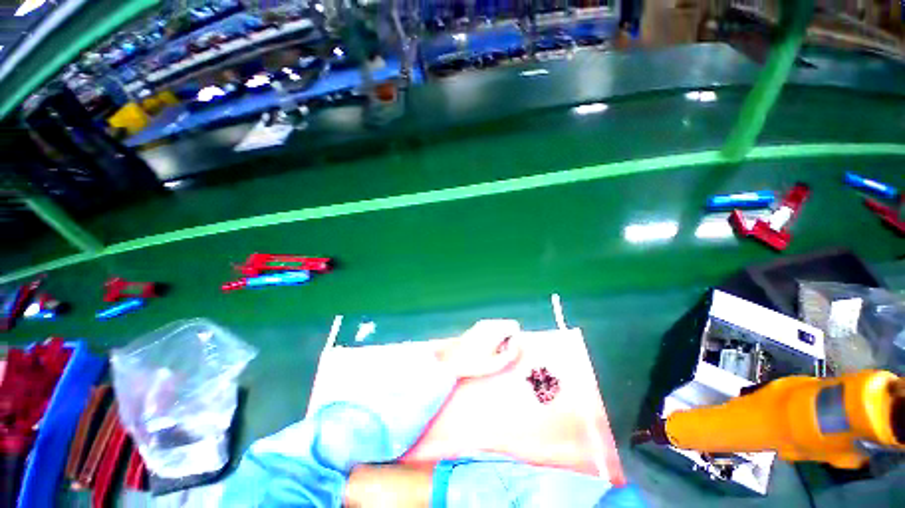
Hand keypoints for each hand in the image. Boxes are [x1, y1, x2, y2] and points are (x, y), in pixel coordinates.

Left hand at [438, 319, 521, 378]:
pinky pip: (493, 328)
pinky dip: (494, 336)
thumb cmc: (473, 364)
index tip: (508, 349)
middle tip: (500, 352)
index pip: (514, 325)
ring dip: (501, 337)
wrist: (451, 358)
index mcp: (494, 330)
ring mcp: (482, 323)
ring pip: (500, 326)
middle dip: (509, 337)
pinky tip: (486, 348)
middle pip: (508, 325)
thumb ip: (510, 355)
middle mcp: (488, 323)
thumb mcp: (494, 365)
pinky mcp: (477, 326)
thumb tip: (517, 345)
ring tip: (493, 351)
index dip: (515, 338)